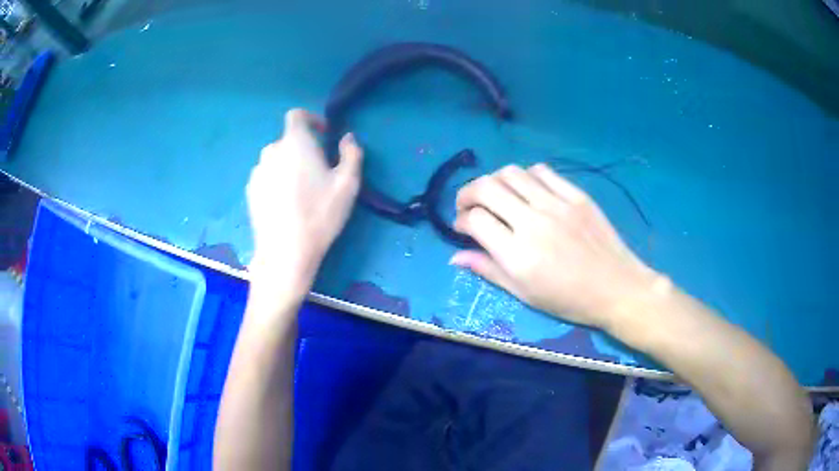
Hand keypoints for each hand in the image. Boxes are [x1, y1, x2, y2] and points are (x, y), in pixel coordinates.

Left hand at [247, 108, 362, 295]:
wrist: (285, 251)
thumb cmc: (319, 214)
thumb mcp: (348, 184)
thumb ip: (351, 153)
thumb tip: (347, 138)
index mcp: (295, 143)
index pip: (297, 115)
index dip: (311, 119)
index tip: (323, 135)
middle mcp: (271, 151)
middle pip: (288, 140)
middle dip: (304, 149)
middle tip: (318, 173)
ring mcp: (257, 172)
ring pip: (276, 160)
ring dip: (289, 166)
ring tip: (301, 192)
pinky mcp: (250, 191)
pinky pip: (266, 177)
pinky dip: (277, 181)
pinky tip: (286, 205)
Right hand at [451, 164, 660, 328]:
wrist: (616, 288)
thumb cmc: (569, 300)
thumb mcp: (524, 294)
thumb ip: (488, 270)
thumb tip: (455, 256)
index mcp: (517, 255)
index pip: (474, 220)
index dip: (460, 221)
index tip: (463, 228)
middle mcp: (533, 222)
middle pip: (486, 187)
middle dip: (467, 193)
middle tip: (468, 205)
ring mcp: (557, 204)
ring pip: (511, 173)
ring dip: (494, 181)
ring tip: (497, 195)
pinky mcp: (576, 195)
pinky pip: (542, 172)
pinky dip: (526, 176)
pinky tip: (528, 190)